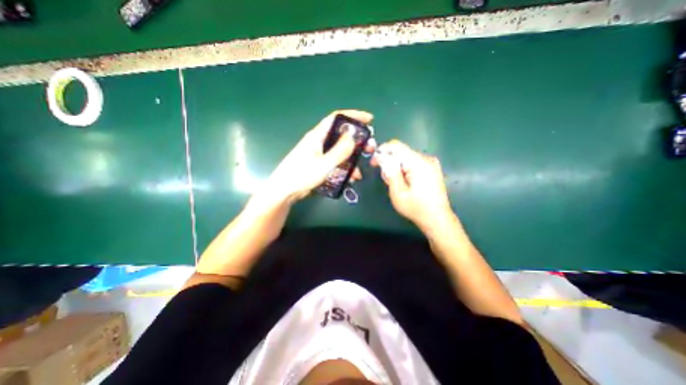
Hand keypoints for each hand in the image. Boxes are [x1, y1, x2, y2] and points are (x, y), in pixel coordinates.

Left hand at [262, 108, 372, 202]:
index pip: (337, 118)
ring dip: (351, 161)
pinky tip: (349, 179)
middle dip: (356, 143)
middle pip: (341, 136)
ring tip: (358, 174)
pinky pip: (335, 163)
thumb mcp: (324, 164)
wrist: (284, 191)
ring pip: (339, 152)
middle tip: (368, 150)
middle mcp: (318, 142)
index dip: (353, 115)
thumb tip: (353, 136)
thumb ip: (340, 150)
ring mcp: (318, 154)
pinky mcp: (318, 164)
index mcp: (317, 136)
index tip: (369, 119)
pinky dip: (343, 169)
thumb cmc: (302, 175)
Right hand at [370, 139, 453, 231]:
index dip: (382, 151)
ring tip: (396, 183)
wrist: (438, 219)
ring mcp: (431, 163)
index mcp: (418, 163)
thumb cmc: (416, 208)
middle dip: (389, 162)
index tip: (374, 163)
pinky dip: (405, 168)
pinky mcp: (432, 168)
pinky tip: (405, 182)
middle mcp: (426, 158)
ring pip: (406, 157)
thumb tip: (382, 157)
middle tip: (386, 179)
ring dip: (396, 166)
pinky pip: (413, 162)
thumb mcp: (398, 193)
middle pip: (401, 151)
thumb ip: (390, 173)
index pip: (396, 146)